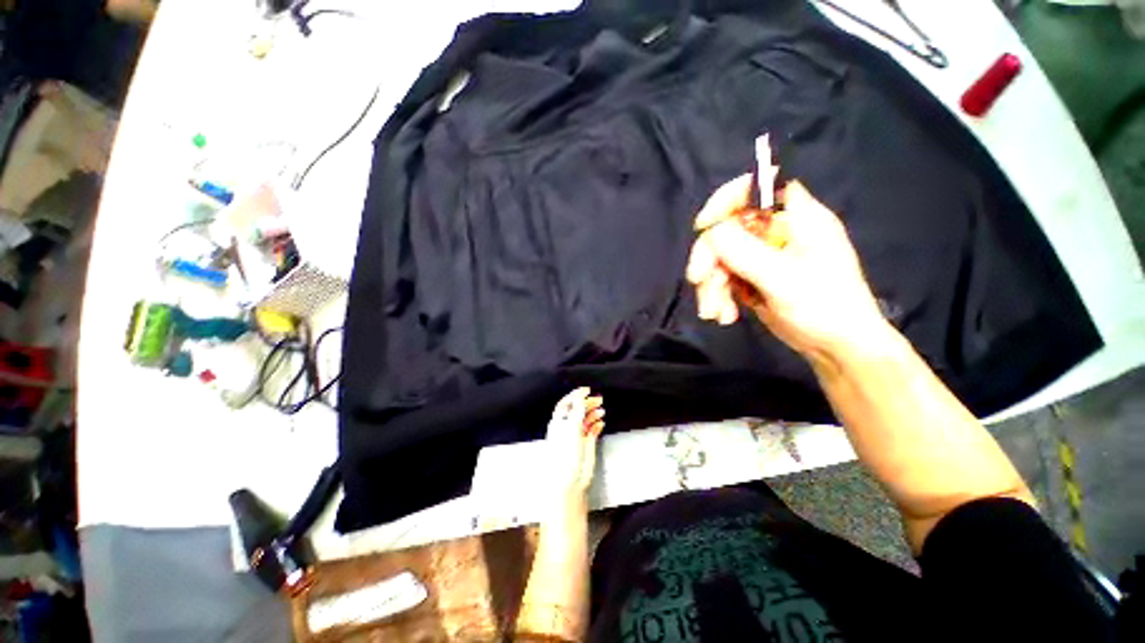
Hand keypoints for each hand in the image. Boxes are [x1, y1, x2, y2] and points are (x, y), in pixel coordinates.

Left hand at [544, 388, 604, 502]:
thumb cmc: (565, 453)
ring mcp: (576, 436)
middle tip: (598, 399)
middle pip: (578, 410)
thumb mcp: (571, 426)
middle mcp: (567, 427)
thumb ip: (576, 409)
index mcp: (559, 422)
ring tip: (602, 410)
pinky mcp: (585, 444)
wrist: (569, 478)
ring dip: (593, 413)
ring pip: (586, 419)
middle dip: (587, 403)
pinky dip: (597, 425)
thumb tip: (579, 395)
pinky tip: (601, 423)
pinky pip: (592, 430)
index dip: (575, 395)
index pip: (566, 403)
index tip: (586, 390)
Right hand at [686, 175, 888, 360]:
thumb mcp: (783, 280)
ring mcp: (763, 256)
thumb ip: (746, 253)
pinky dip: (719, 296)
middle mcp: (777, 232)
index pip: (760, 186)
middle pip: (728, 228)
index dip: (728, 198)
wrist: (836, 347)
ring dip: (711, 285)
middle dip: (710, 258)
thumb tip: (710, 232)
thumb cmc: (824, 309)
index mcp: (797, 218)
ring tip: (715, 313)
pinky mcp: (753, 277)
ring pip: (720, 257)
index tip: (704, 225)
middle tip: (699, 282)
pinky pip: (724, 278)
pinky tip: (725, 316)